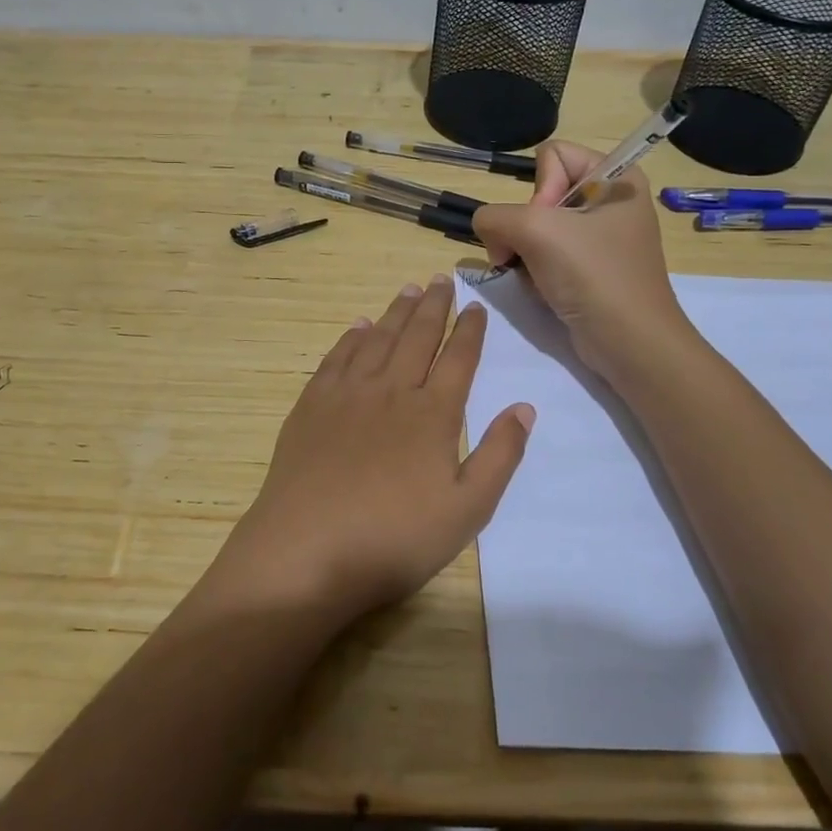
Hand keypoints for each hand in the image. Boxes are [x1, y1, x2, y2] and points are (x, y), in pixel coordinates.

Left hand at [209, 276, 533, 623]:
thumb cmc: (394, 539)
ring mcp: (347, 395)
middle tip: (441, 279)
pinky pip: (337, 357)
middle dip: (434, 306)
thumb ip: (499, 456)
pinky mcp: (312, 406)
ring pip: (378, 339)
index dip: (470, 331)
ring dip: (396, 312)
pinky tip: (360, 327)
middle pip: (417, 337)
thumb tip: (524, 407)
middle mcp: (391, 391)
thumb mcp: (467, 510)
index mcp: (432, 414)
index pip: (458, 359)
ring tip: (409, 290)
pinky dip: (352, 337)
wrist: (306, 551)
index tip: (477, 307)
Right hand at [471, 140, 692, 375]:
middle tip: (534, 255)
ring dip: (525, 253)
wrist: (629, 343)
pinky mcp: (590, 268)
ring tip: (537, 277)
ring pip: (537, 227)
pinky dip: (536, 271)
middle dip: (526, 227)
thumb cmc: (593, 275)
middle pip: (541, 193)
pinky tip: (544, 290)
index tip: (548, 225)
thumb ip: (495, 216)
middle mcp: (610, 200)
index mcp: (616, 176)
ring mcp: (600, 237)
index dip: (540, 189)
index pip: (552, 155)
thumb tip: (489, 231)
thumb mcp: (536, 231)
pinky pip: (546, 254)